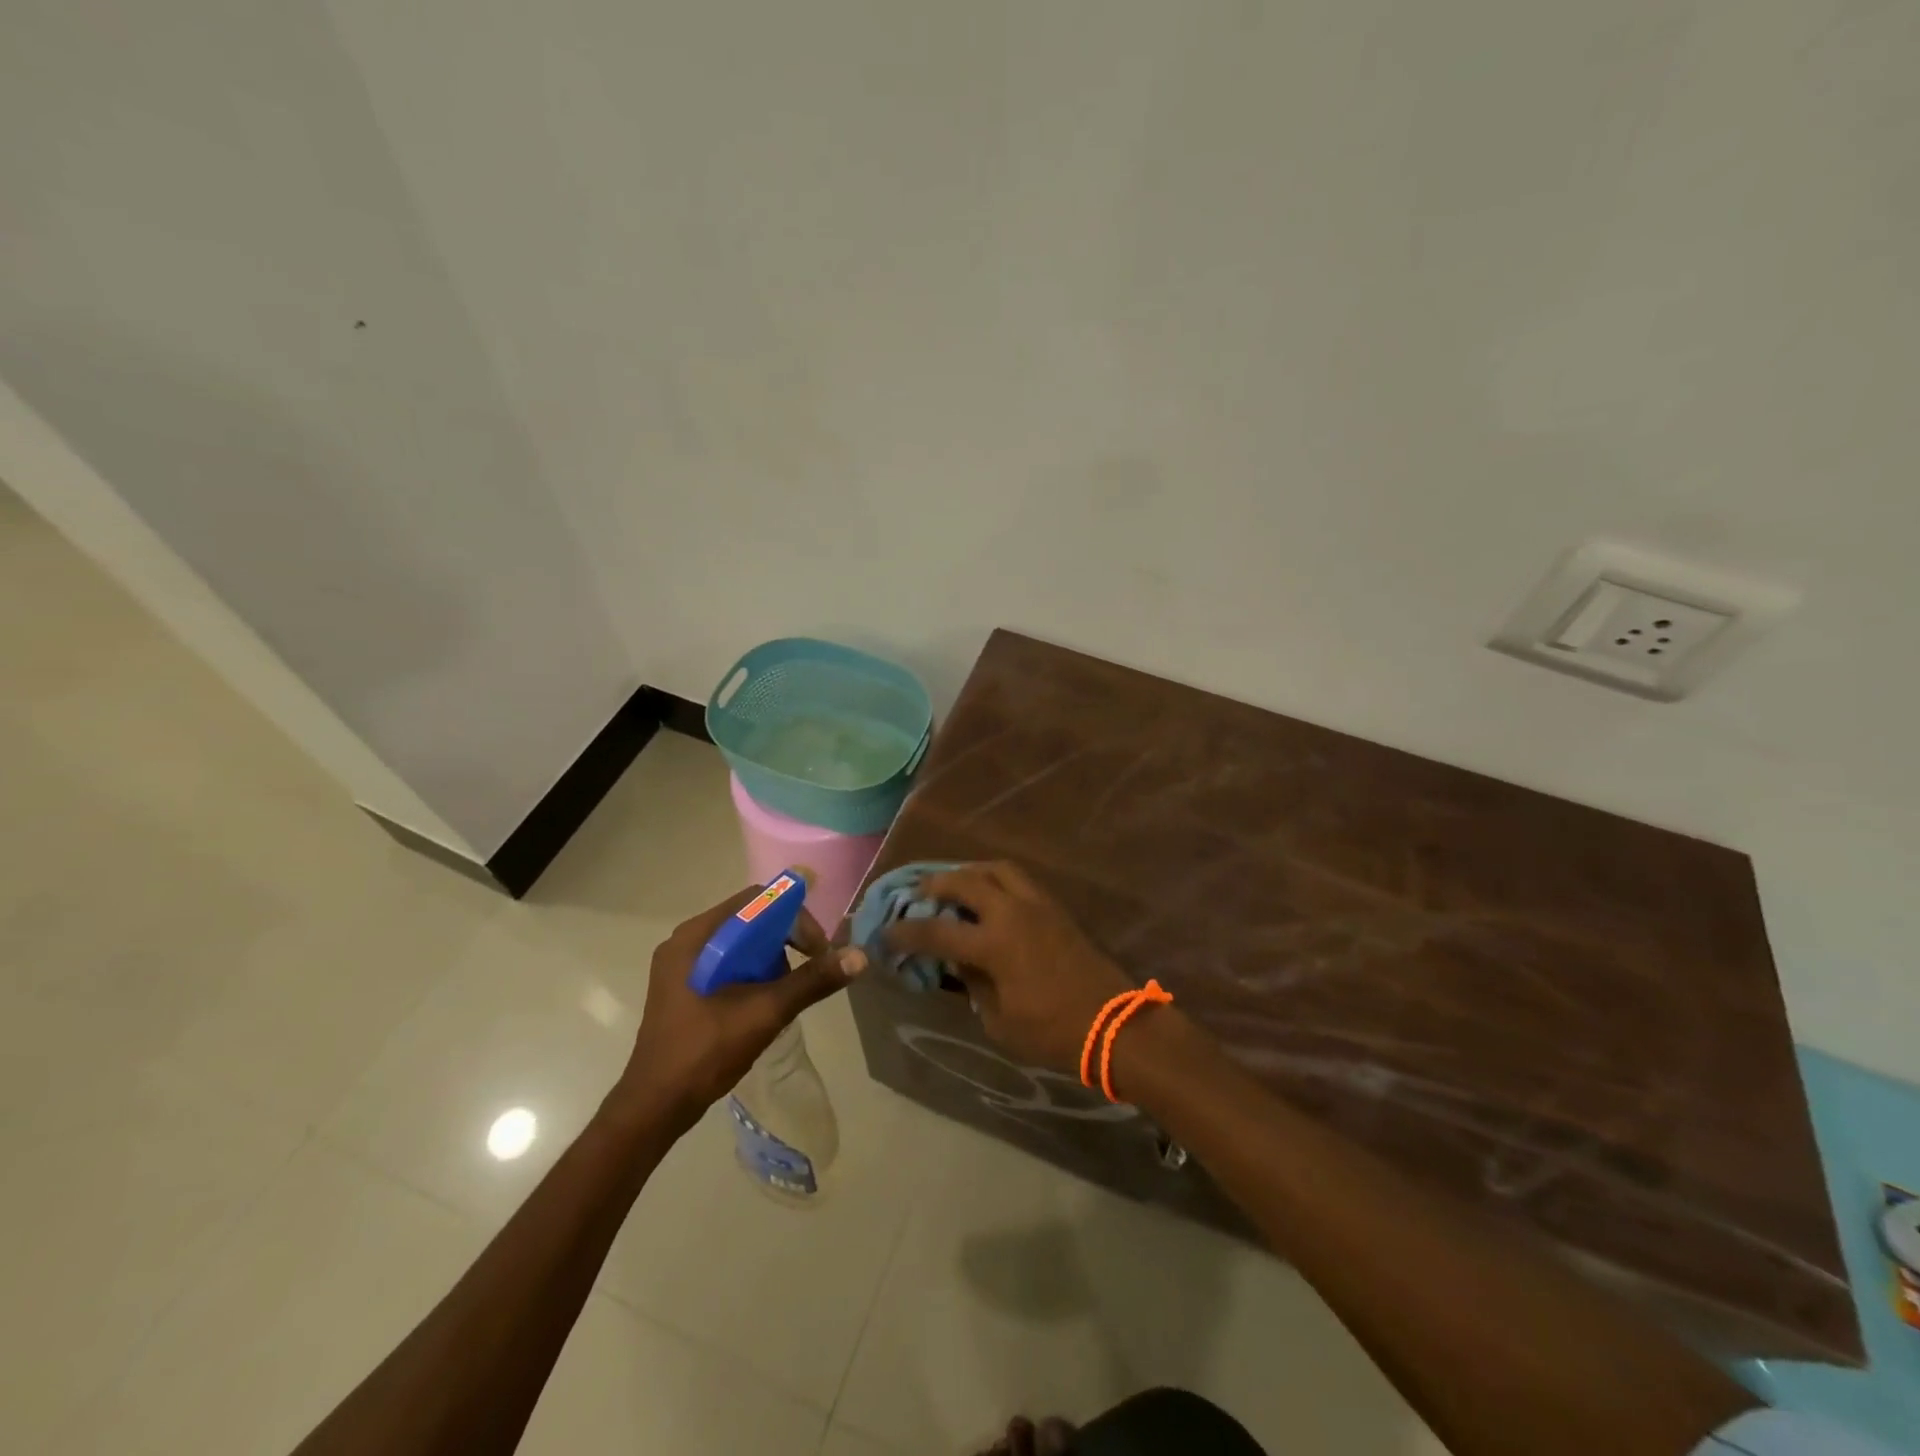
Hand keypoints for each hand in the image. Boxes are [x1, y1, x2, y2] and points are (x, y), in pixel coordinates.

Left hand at [618, 886, 866, 1131]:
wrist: (655, 1107)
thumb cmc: (705, 1051)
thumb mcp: (765, 1012)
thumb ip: (812, 981)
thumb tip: (859, 957)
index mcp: (697, 937)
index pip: (757, 901)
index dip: (794, 917)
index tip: (817, 949)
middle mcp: (687, 942)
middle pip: (750, 920)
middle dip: (786, 941)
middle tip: (810, 969)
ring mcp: (683, 966)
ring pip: (741, 944)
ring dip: (772, 960)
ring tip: (787, 992)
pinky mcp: (685, 988)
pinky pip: (729, 964)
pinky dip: (754, 974)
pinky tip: (765, 1003)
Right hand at [884, 861, 1130, 1072]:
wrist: (1113, 1024)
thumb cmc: (1052, 1032)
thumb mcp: (999, 1021)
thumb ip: (973, 985)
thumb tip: (960, 962)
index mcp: (994, 944)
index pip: (937, 932)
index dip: (907, 932)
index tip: (886, 932)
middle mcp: (1012, 912)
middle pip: (965, 882)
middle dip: (935, 885)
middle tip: (918, 893)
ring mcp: (1038, 904)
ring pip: (996, 868)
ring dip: (969, 872)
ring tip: (955, 884)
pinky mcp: (1056, 907)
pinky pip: (1019, 879)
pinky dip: (996, 878)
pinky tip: (989, 894)